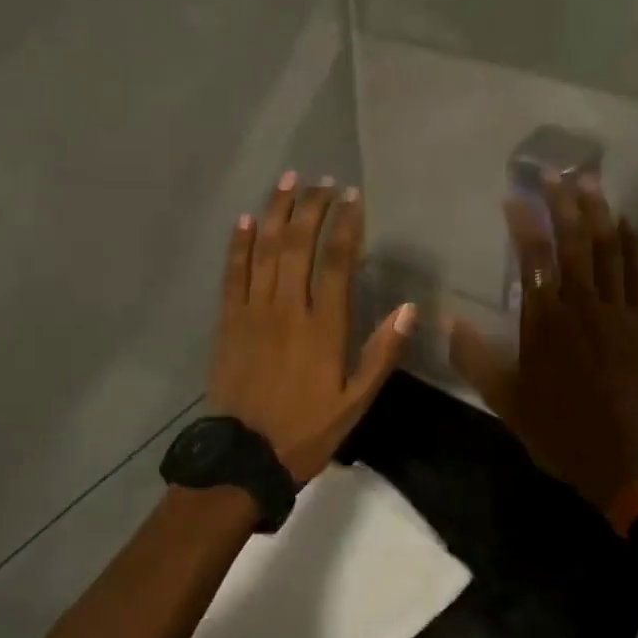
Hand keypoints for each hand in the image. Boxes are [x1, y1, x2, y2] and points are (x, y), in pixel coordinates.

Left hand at [208, 171, 415, 482]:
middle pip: (298, 246)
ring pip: (265, 251)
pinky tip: (247, 219)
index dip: (346, 225)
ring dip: (277, 212)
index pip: (336, 262)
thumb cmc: (307, 431)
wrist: (244, 457)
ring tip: (289, 180)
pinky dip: (239, 244)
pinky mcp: (227, 322)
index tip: (353, 197)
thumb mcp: (356, 402)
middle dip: (312, 208)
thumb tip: (410, 309)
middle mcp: (287, 309)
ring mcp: (252, 312)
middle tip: (323, 182)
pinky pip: (232, 274)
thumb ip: (382, 354)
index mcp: (323, 328)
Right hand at [447, 176, 637, 513]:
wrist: (618, 458)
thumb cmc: (555, 427)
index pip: (533, 257)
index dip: (523, 222)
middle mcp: (581, 306)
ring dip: (599, 212)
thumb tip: (448, 320)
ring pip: (609, 250)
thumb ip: (473, 357)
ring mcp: (618, 312)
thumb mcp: (502, 399)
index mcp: (544, 321)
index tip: (514, 197)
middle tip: (556, 172)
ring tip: (591, 182)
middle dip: (564, 202)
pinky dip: (635, 246)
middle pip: (574, 241)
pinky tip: (630, 224)